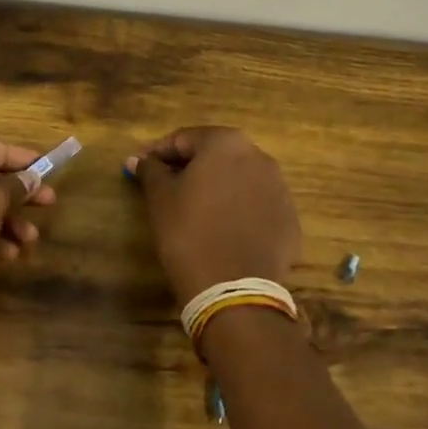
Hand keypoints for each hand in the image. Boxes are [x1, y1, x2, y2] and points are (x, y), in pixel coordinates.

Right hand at [129, 127, 301, 306]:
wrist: (233, 290)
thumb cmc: (189, 233)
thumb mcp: (160, 198)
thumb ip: (150, 170)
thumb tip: (139, 160)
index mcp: (226, 143)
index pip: (183, 139)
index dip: (157, 153)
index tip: (138, 168)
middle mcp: (259, 157)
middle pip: (215, 155)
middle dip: (189, 167)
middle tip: (165, 186)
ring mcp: (279, 189)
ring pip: (239, 179)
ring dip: (216, 187)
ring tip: (194, 210)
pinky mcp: (289, 220)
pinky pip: (256, 206)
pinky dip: (238, 210)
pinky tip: (221, 231)